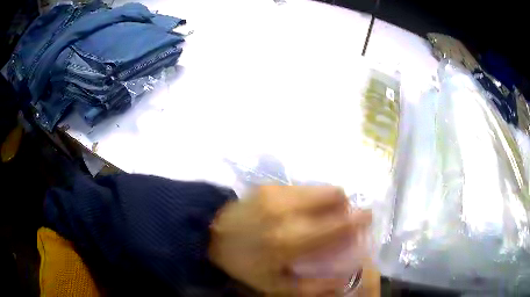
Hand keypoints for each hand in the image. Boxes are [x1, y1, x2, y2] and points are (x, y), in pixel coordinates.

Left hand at [208, 186, 371, 295]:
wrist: (211, 236)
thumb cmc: (246, 265)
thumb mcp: (277, 286)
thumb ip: (314, 286)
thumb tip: (345, 279)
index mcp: (292, 239)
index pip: (340, 223)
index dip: (360, 219)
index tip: (366, 219)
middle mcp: (288, 210)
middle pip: (335, 195)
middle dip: (345, 206)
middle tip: (340, 220)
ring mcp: (277, 193)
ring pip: (320, 188)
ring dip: (328, 201)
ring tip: (319, 216)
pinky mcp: (269, 185)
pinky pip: (302, 187)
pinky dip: (310, 198)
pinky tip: (298, 211)